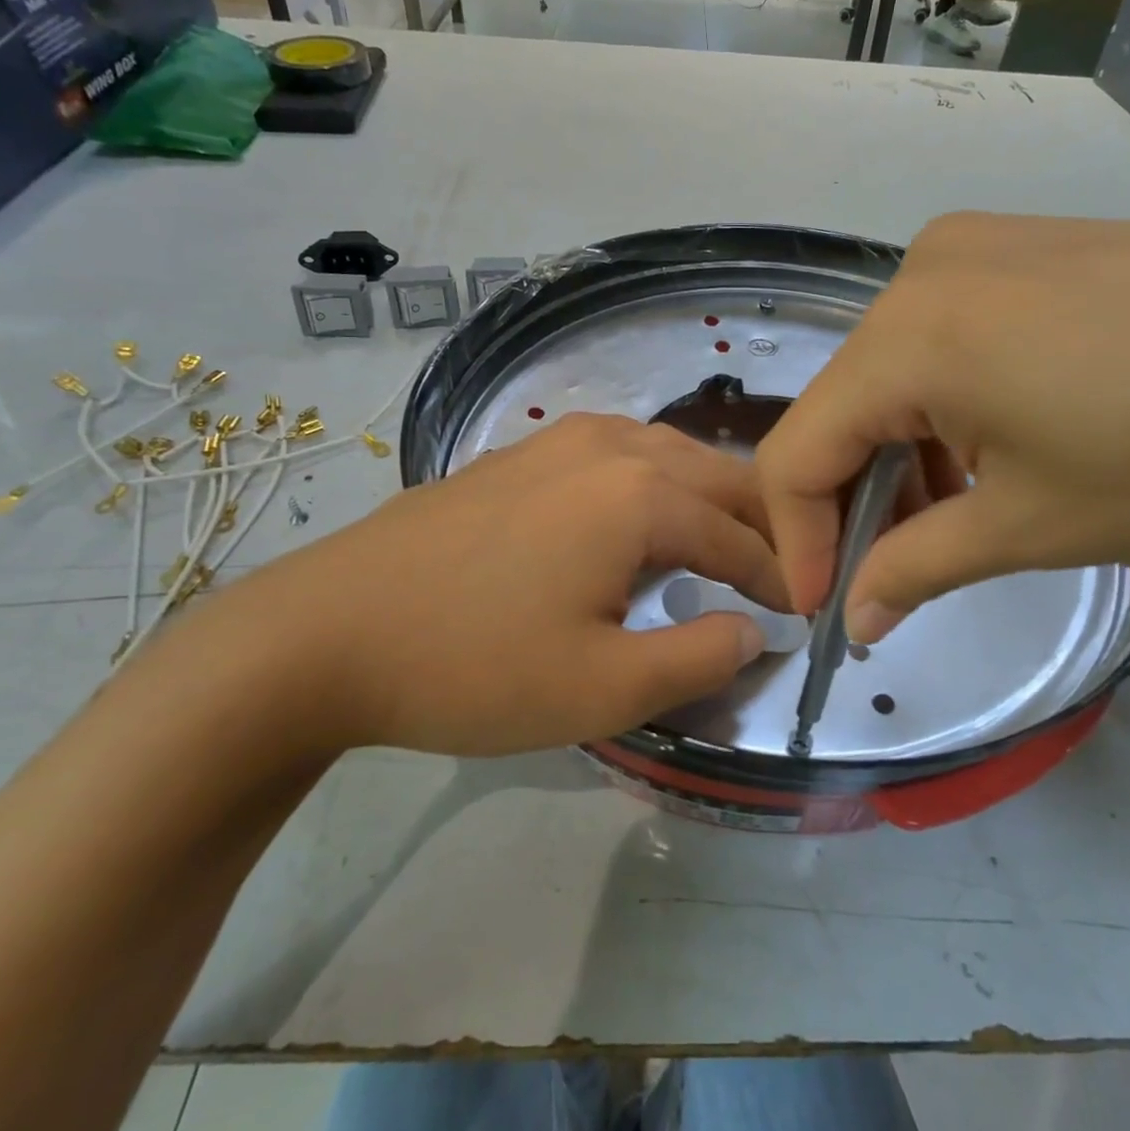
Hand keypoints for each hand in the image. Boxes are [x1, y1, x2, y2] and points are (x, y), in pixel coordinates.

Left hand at [230, 414, 785, 755]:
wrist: (326, 633)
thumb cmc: (473, 666)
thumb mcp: (604, 688)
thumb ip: (700, 657)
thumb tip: (753, 630)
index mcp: (640, 494)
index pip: (738, 535)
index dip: (777, 576)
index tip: (803, 611)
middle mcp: (609, 446)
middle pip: (713, 476)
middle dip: (756, 523)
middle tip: (779, 571)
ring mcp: (555, 441)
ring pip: (665, 453)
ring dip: (706, 496)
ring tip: (721, 542)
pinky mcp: (516, 454)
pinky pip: (615, 454)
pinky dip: (654, 482)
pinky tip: (640, 515)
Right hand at [756, 211, 1129, 641]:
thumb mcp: (1039, 529)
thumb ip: (917, 570)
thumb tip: (856, 618)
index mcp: (911, 335)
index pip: (799, 452)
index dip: (800, 540)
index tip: (829, 609)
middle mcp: (925, 272)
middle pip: (843, 407)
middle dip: (852, 501)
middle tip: (885, 576)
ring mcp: (982, 249)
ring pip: (893, 374)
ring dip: (901, 457)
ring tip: (949, 523)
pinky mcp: (1035, 248)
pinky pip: (947, 340)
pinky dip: (946, 409)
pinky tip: (994, 453)